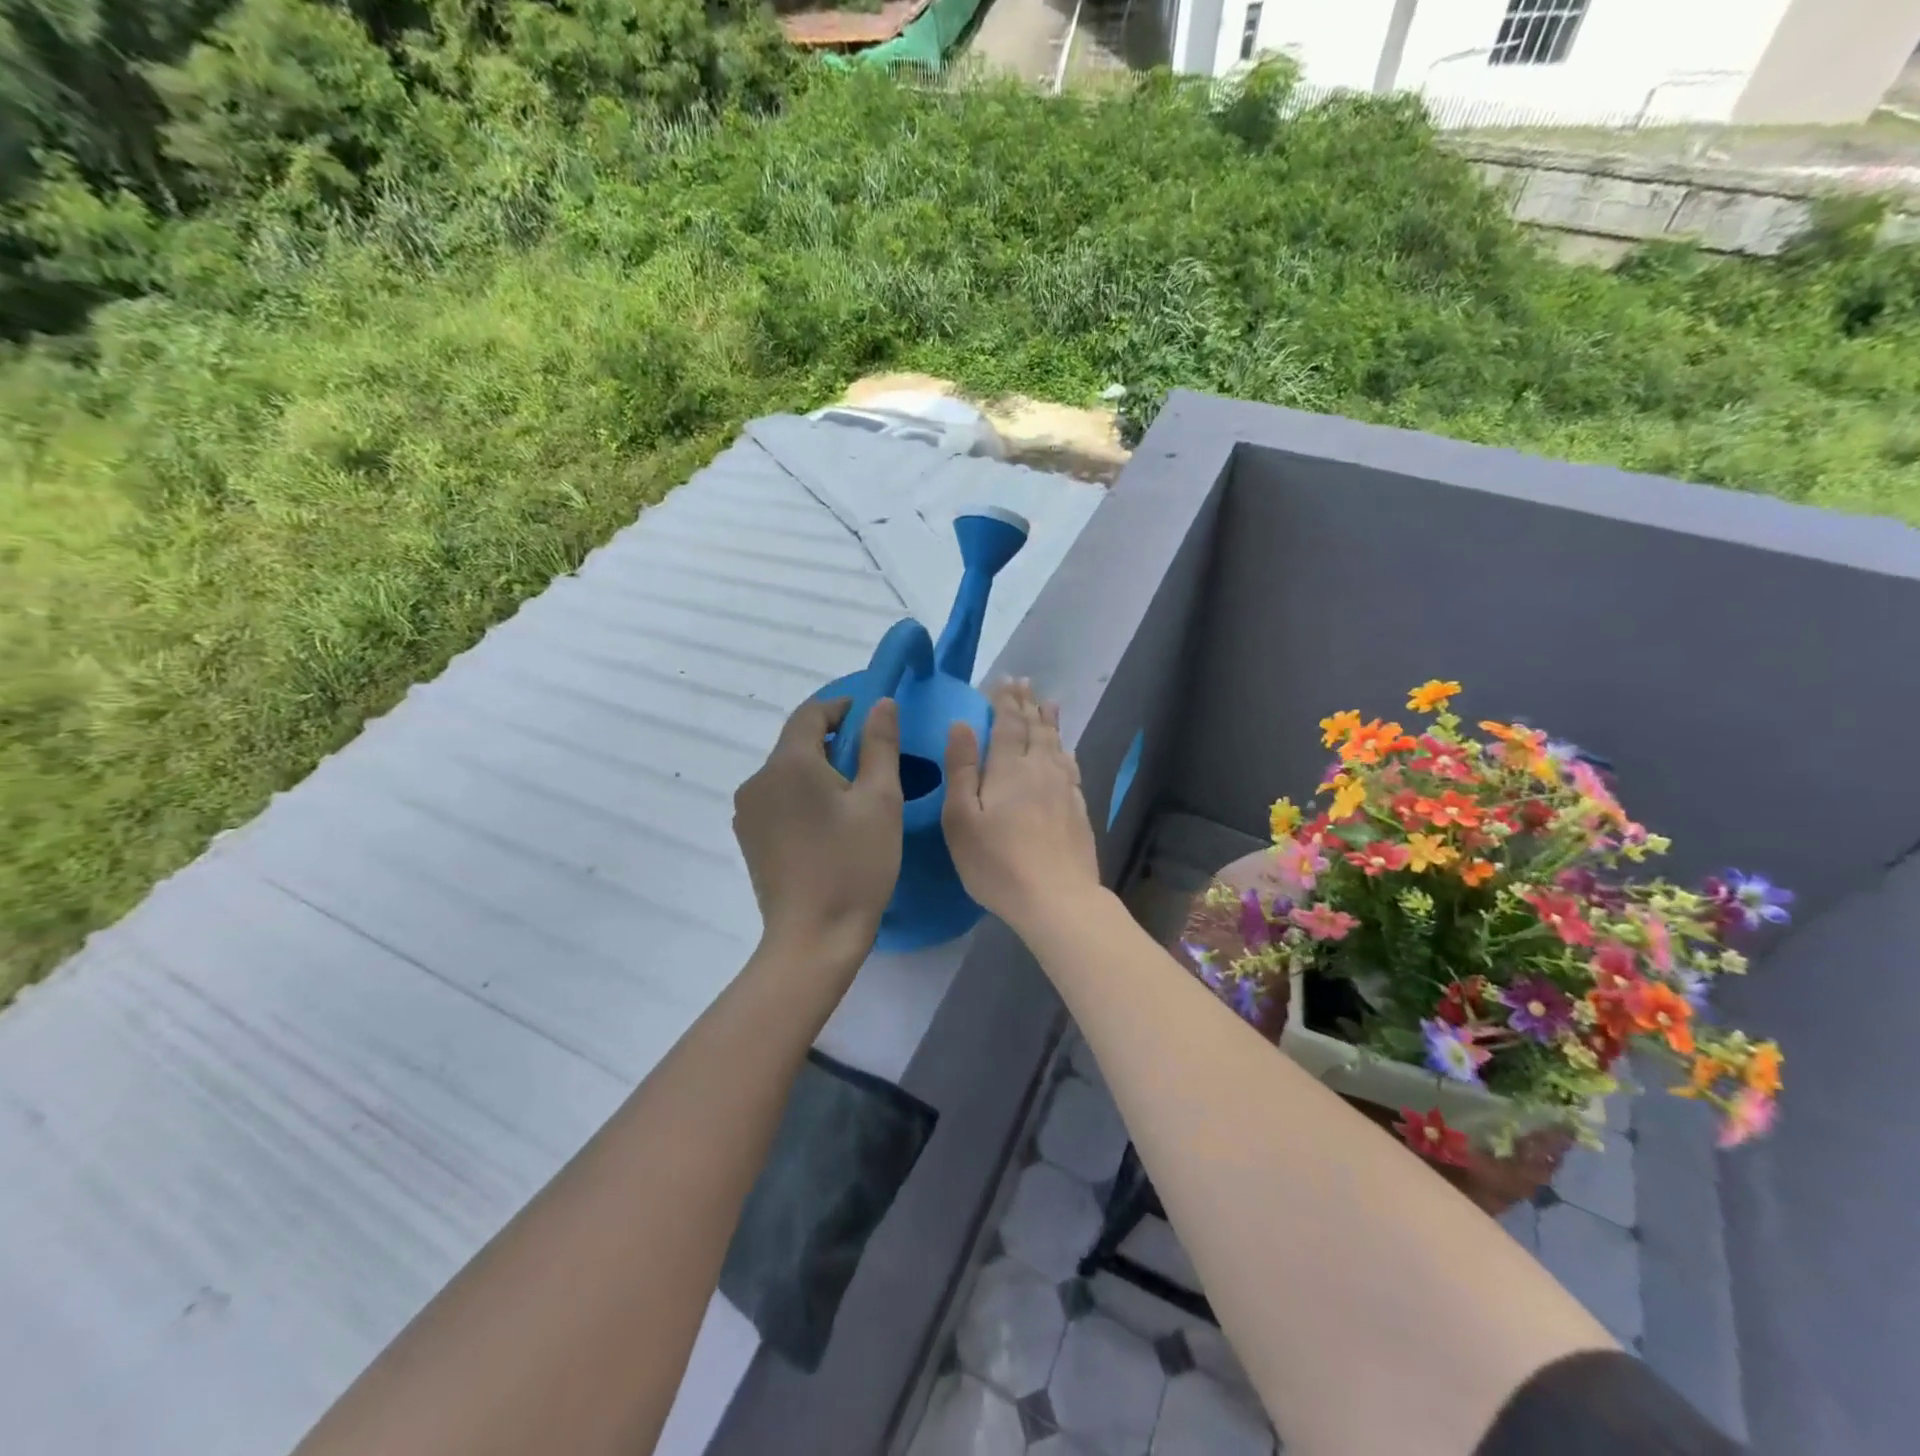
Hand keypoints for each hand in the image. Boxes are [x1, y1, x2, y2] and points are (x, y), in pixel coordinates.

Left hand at [734, 697, 902, 967]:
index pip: (810, 714)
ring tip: (854, 797)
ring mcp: (747, 811)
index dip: (841, 708)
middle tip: (872, 763)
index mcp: (788, 764)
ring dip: (818, 771)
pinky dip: (803, 796)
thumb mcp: (880, 800)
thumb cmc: (855, 865)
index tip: (872, 717)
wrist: (814, 938)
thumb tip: (880, 703)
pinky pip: (778, 799)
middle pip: (796, 743)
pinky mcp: (749, 838)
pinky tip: (828, 824)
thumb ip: (880, 744)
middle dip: (833, 743)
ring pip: (787, 773)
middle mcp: (758, 780)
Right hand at [943, 679, 1101, 937]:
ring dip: (1049, 721)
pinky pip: (1071, 767)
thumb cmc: (997, 862)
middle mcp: (1040, 769)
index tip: (1004, 680)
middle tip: (1024, 683)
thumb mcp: (962, 818)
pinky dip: (1065, 751)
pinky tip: (1066, 752)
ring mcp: (1064, 789)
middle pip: (1034, 728)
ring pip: (1056, 745)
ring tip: (1048, 703)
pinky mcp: (1079, 809)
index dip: (1005, 700)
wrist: (1057, 898)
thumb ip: (962, 769)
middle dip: (1027, 704)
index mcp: (1009, 768)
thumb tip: (962, 725)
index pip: (1007, 723)